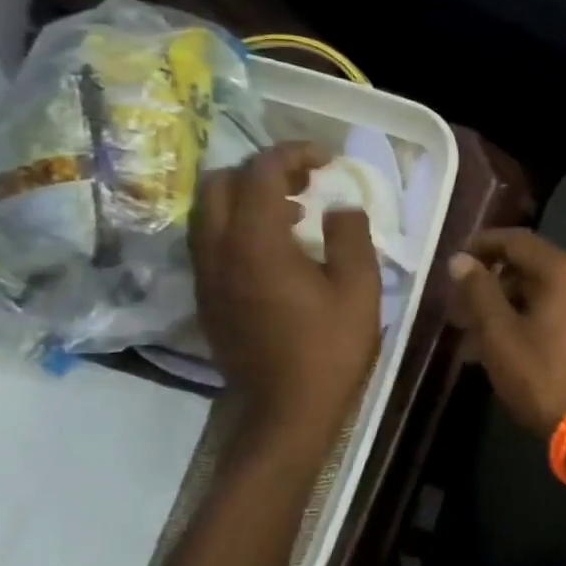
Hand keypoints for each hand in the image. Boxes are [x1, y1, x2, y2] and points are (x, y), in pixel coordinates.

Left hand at [189, 144, 381, 439]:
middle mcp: (218, 251)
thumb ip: (351, 237)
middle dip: (261, 170)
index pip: (261, 172)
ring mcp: (206, 276)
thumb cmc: (329, 349)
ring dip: (246, 198)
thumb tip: (341, 207)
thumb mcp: (359, 290)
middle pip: (219, 183)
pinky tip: (276, 249)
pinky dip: (237, 226)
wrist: (286, 411)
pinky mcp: (206, 298)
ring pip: (208, 212)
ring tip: (294, 213)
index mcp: (256, 243)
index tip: (327, 160)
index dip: (294, 154)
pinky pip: (210, 241)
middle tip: (304, 182)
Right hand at [447, 229, 565, 436]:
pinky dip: (529, 322)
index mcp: (564, 271)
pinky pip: (558, 315)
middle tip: (459, 311)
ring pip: (542, 295)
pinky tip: (504, 351)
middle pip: (530, 269)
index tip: (455, 262)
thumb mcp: (499, 334)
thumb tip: (461, 260)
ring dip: (506, 309)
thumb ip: (478, 292)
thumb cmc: (543, 375)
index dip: (482, 246)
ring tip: (473, 340)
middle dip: (490, 286)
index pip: (516, 241)